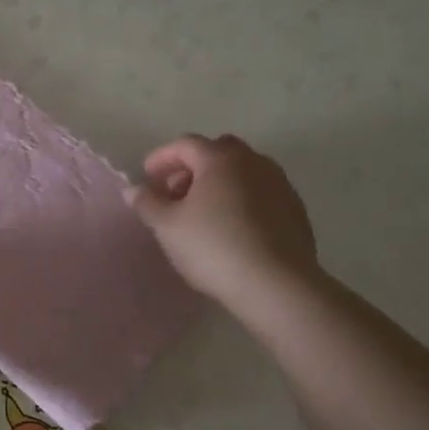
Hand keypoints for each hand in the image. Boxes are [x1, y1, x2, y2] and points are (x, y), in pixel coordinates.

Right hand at [128, 134, 318, 315]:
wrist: (277, 285)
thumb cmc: (214, 247)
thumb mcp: (167, 226)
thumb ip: (147, 202)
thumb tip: (133, 189)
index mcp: (220, 159)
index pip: (185, 144)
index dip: (161, 157)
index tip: (147, 178)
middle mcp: (254, 162)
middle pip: (217, 152)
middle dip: (192, 167)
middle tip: (175, 192)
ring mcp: (280, 184)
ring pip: (242, 172)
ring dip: (219, 183)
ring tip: (202, 213)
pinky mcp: (295, 210)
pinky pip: (260, 193)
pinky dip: (241, 199)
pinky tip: (231, 228)